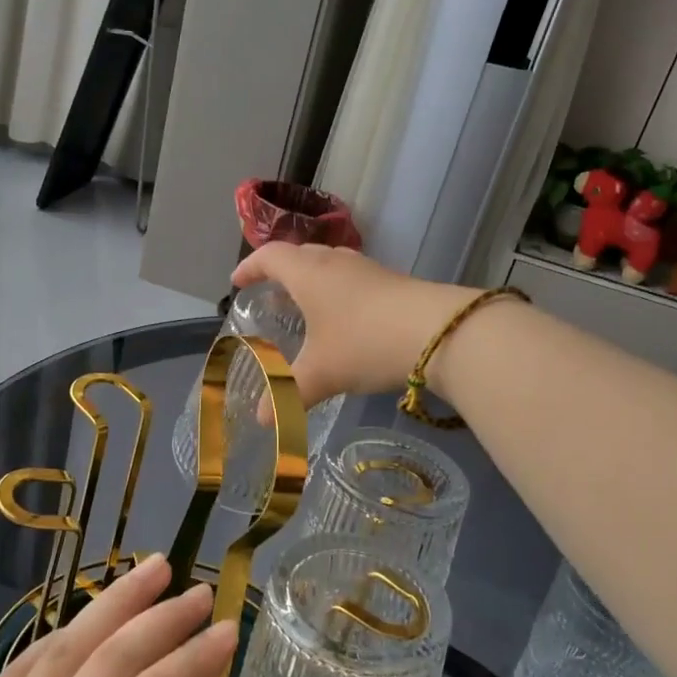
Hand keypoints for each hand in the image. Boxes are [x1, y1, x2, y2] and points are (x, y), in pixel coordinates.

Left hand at [0, 555, 237, 676]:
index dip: (196, 656)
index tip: (230, 629)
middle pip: (109, 662)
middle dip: (163, 616)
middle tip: (200, 592)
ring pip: (61, 651)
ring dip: (113, 603)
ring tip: (154, 570)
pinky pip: (17, 670)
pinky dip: (62, 634)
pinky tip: (94, 615)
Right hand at [231, 243, 477, 405]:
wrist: (440, 333)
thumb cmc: (364, 343)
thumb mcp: (321, 373)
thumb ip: (288, 395)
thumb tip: (262, 420)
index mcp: (309, 273)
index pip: (270, 257)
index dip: (250, 267)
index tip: (237, 282)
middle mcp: (336, 263)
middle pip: (301, 256)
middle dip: (282, 273)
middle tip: (271, 296)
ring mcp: (369, 271)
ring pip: (331, 266)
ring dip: (313, 283)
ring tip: (306, 309)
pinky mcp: (394, 284)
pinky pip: (354, 281)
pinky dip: (339, 294)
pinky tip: (345, 323)